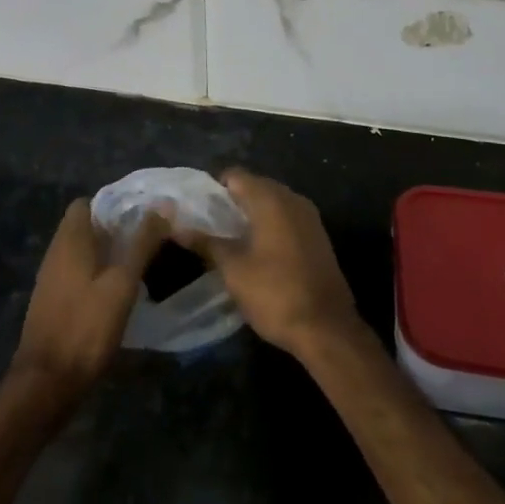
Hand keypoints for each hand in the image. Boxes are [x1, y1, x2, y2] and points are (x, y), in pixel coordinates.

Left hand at [10, 199, 166, 408]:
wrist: (46, 384)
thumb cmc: (85, 327)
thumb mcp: (122, 283)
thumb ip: (142, 244)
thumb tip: (163, 206)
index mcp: (70, 239)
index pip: (87, 202)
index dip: (113, 204)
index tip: (142, 214)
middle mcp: (56, 252)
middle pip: (86, 227)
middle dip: (115, 230)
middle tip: (148, 240)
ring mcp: (51, 279)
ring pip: (83, 252)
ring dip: (108, 254)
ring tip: (140, 264)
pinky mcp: (53, 303)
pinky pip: (77, 274)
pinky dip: (97, 275)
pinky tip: (118, 293)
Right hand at [191, 168, 360, 360]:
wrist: (327, 328)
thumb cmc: (275, 293)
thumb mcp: (233, 269)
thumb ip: (206, 243)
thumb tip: (176, 227)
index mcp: (271, 198)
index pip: (235, 175)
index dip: (213, 189)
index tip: (197, 210)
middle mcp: (292, 198)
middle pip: (255, 186)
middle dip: (231, 202)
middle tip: (209, 226)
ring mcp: (309, 217)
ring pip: (272, 203)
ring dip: (251, 215)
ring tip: (229, 240)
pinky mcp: (317, 236)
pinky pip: (287, 218)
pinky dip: (269, 226)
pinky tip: (256, 251)